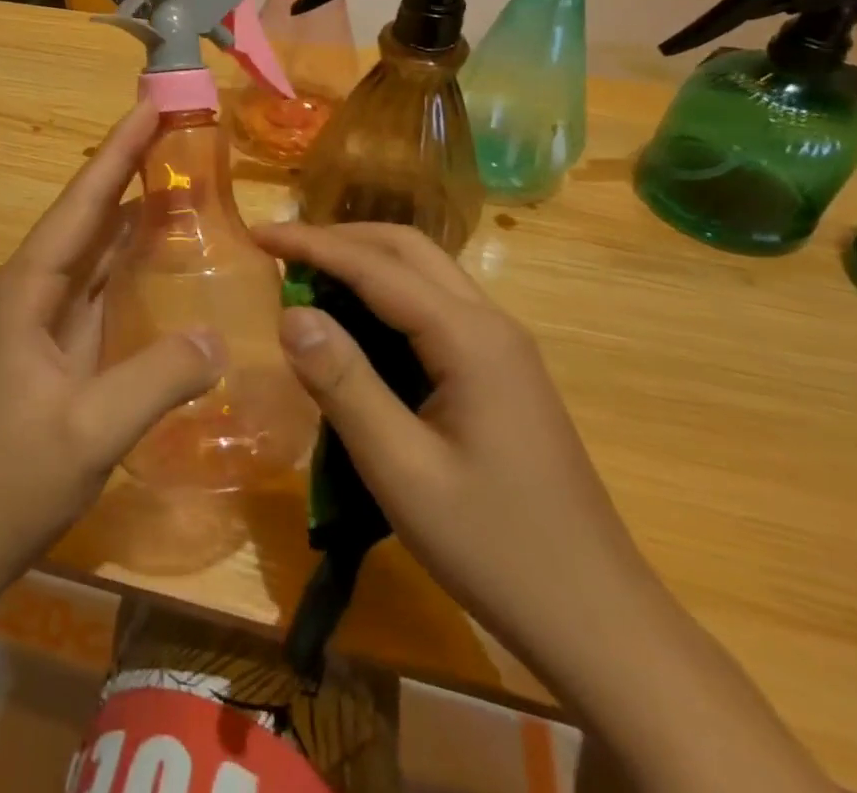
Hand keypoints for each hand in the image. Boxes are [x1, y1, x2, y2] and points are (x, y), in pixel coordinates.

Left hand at [0, 101, 223, 598]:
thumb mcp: (90, 431)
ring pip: (95, 245)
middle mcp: (32, 286)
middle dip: (130, 167)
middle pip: (88, 213)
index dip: (119, 152)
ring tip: (182, 173)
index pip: (82, 203)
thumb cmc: (12, 478)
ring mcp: (43, 314)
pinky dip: (133, 256)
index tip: (151, 105)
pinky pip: (101, 282)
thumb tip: (218, 335)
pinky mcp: (57, 341)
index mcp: (27, 288)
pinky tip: (166, 249)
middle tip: (180, 129)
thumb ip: (157, 379)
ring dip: (134, 208)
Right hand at [250, 220, 665, 678]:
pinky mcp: (501, 373)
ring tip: (306, 280)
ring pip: (425, 274)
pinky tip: (356, 327)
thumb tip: (290, 313)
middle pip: (407, 250)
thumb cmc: (495, 548)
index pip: (376, 267)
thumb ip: (343, 384)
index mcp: (470, 338)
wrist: (599, 621)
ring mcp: (503, 348)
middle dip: (339, 239)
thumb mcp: (402, 470)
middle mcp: (491, 324)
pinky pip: (435, 308)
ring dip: (363, 264)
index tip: (257, 234)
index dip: (312, 244)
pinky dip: (385, 297)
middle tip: (280, 252)